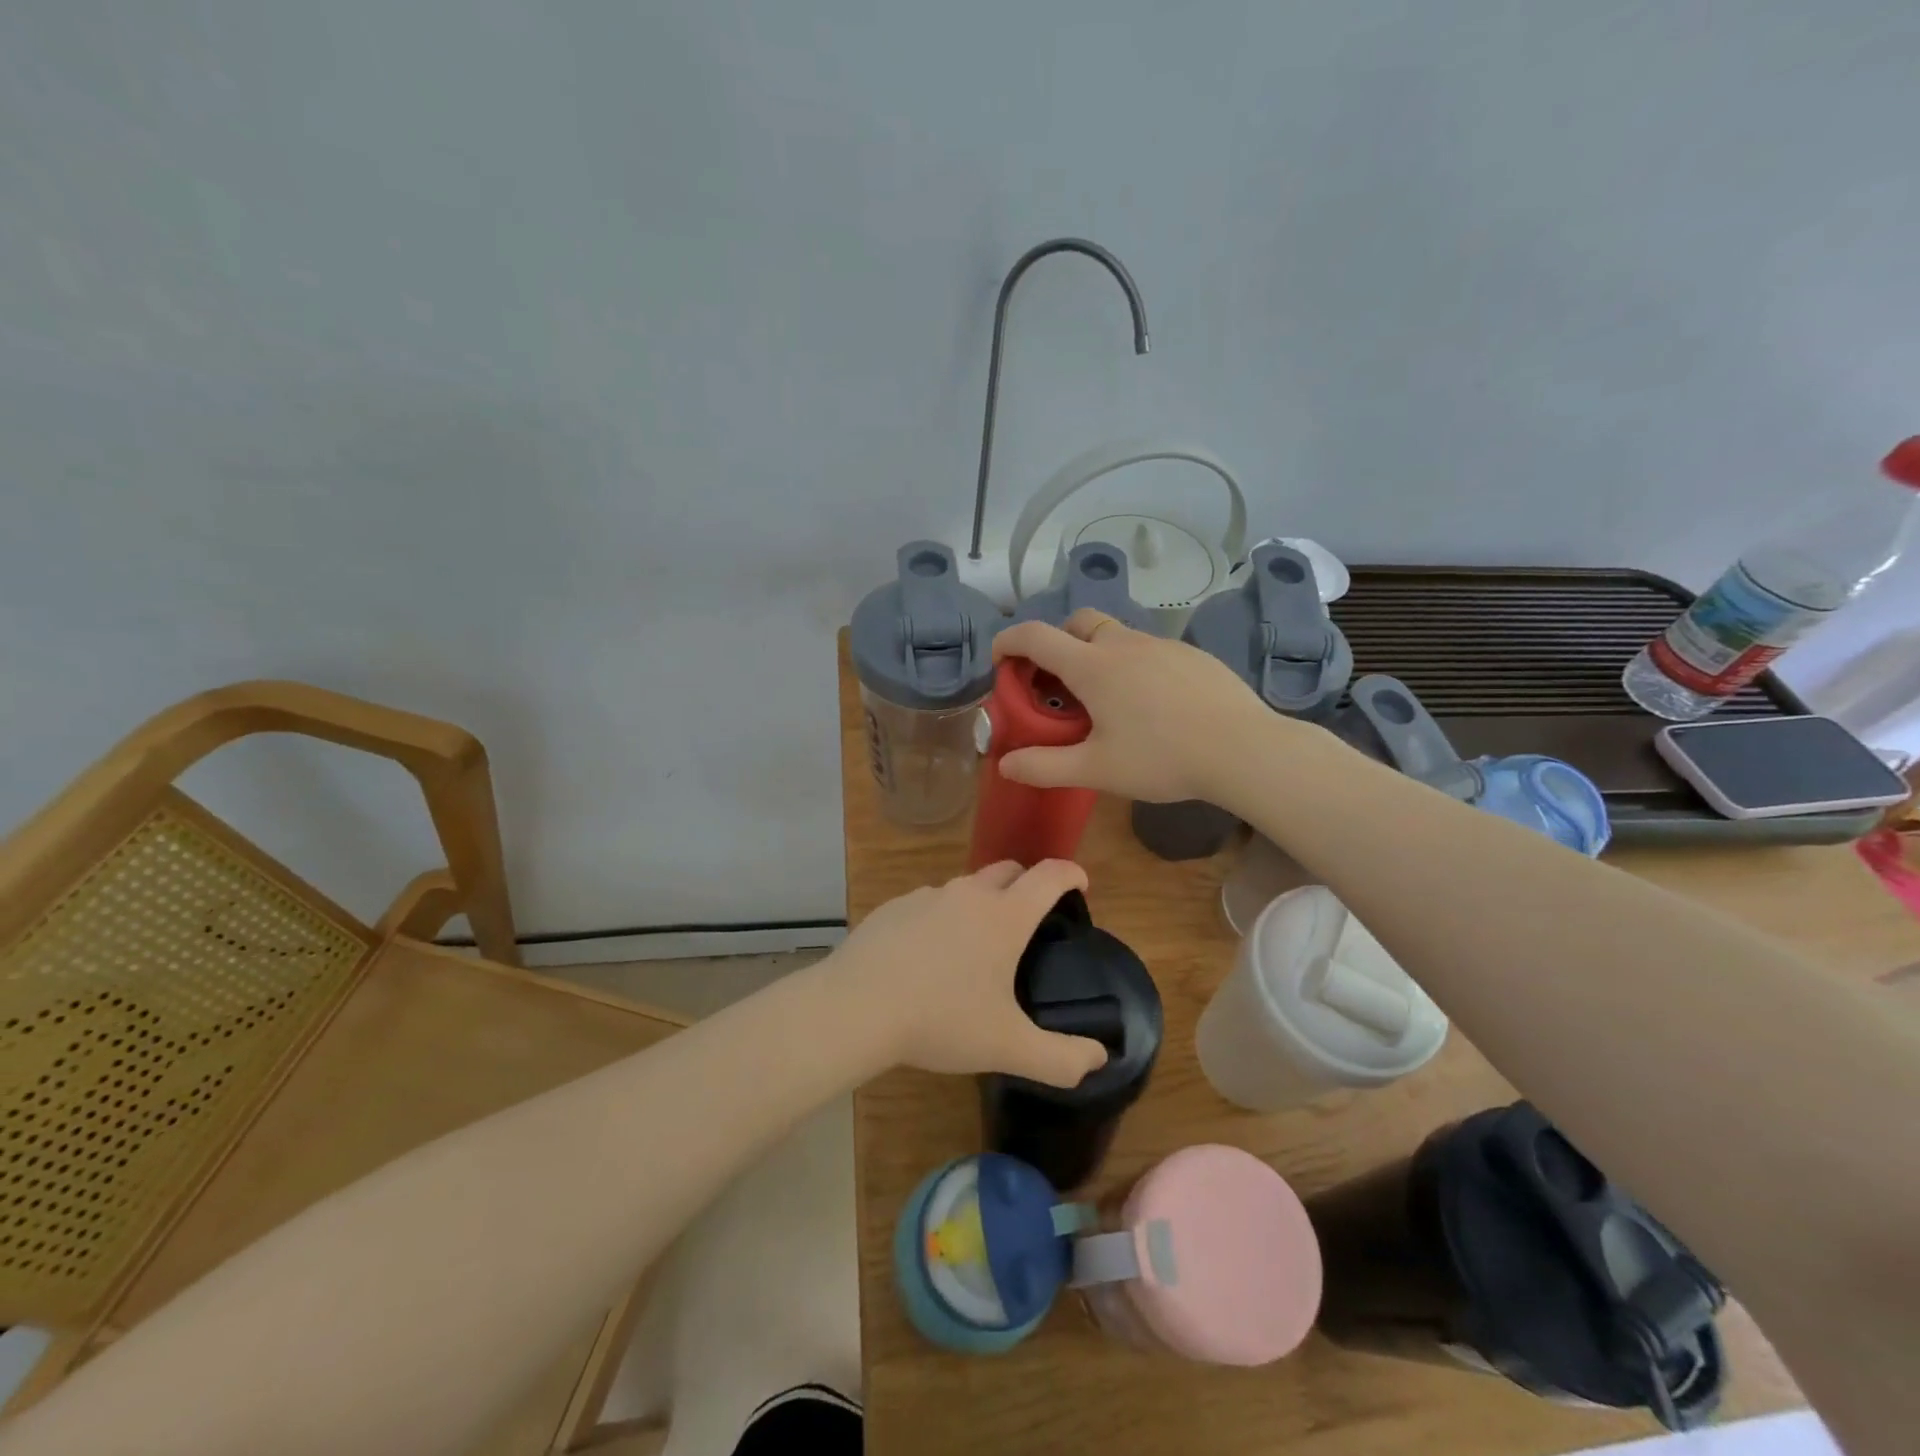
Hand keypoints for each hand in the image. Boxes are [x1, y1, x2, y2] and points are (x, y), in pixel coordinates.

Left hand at [833, 860, 1109, 1087]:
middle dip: (1026, 883)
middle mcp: (968, 894)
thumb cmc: (941, 1020)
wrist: (857, 1007)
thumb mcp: (1007, 1047)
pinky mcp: (893, 907)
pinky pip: (928, 904)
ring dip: (980, 904)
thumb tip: (1099, 1059)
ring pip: (965, 888)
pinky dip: (940, 919)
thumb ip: (1060, 1058)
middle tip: (1030, 918)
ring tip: (975, 947)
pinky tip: (927, 957)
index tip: (1080, 883)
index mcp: (1004, 916)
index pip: (1048, 876)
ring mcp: (926, 896)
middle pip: (1008, 870)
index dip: (1070, 873)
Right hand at [991, 610, 1271, 803]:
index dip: (1009, 642)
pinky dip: (1132, 664)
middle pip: (1078, 623)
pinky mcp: (1192, 656)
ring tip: (1104, 700)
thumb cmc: (1162, 758)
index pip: (1036, 636)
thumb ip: (1045, 767)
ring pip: (1116, 635)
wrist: (1244, 749)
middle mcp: (1124, 644)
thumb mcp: (1097, 770)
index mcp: (1093, 666)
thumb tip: (1005, 766)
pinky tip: (1150, 704)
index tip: (999, 660)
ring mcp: (1162, 646)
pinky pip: (1149, 649)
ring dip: (1096, 654)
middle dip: (1057, 642)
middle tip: (1056, 683)